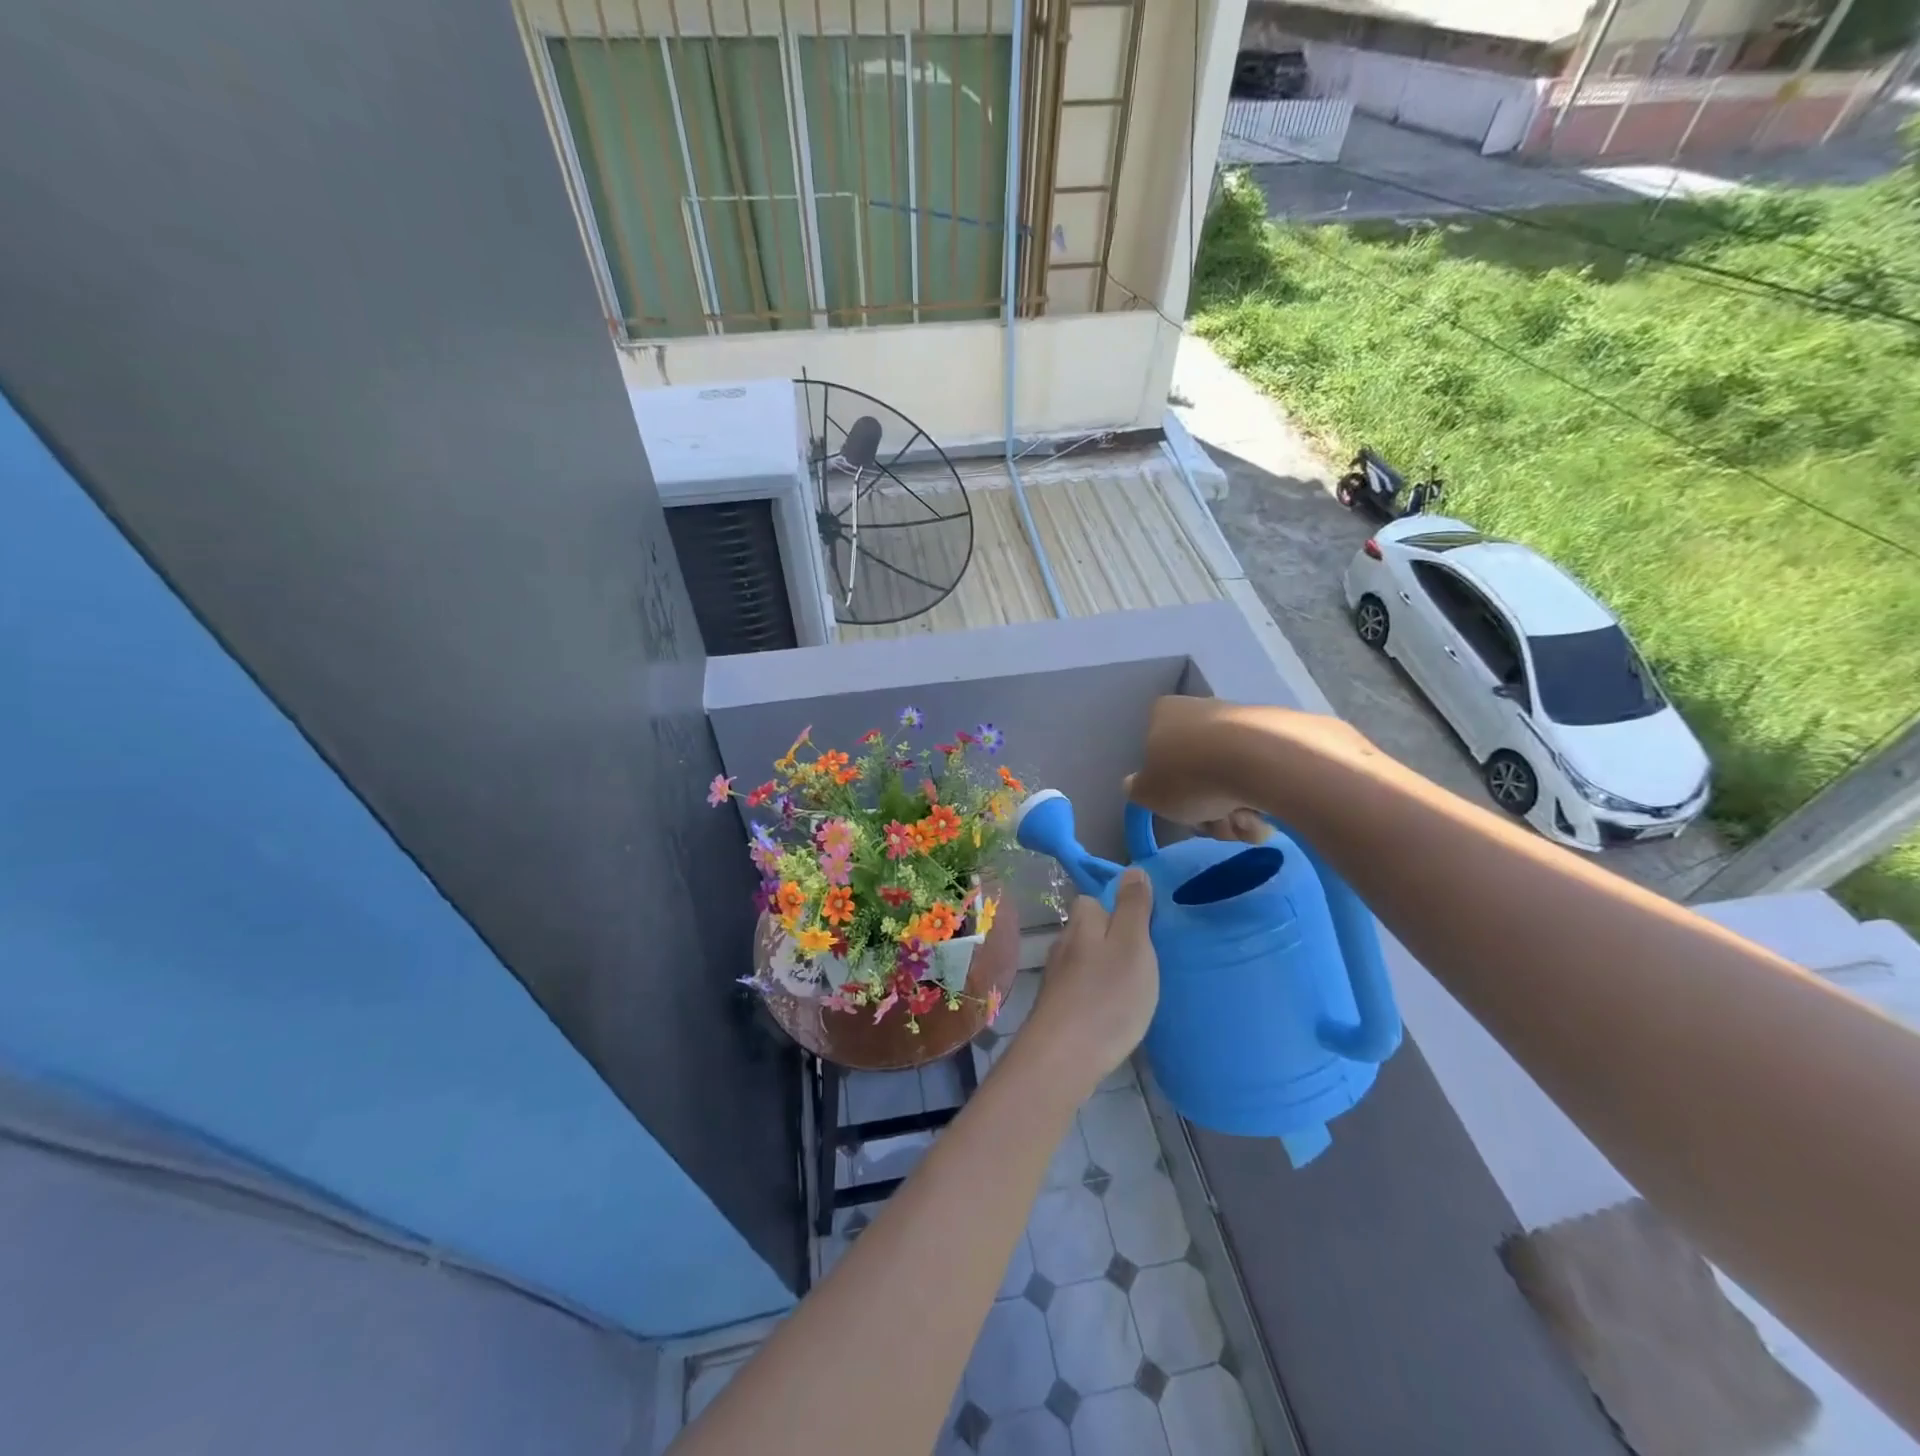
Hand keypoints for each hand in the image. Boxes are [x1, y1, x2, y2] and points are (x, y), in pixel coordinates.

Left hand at [1026, 869, 1158, 1087]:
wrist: (1064, 1057)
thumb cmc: (1107, 995)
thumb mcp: (1132, 944)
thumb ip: (1133, 907)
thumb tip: (1131, 870)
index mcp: (1082, 922)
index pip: (1095, 899)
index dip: (1119, 908)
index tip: (1145, 928)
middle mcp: (1063, 943)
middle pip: (1090, 930)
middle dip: (1114, 940)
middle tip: (1146, 962)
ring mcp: (1056, 977)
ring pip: (1085, 960)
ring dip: (1106, 968)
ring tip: (1134, 988)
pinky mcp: (1056, 1007)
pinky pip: (1082, 988)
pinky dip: (1097, 993)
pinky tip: (1113, 1012)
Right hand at [1125, 696, 1374, 840]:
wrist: (1261, 760)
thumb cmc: (1190, 775)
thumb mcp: (1148, 793)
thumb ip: (1137, 790)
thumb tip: (1135, 784)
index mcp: (1164, 714)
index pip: (1156, 752)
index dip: (1168, 788)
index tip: (1180, 808)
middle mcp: (1202, 709)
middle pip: (1197, 772)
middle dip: (1207, 809)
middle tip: (1214, 825)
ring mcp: (1242, 721)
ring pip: (1231, 779)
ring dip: (1234, 812)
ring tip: (1246, 823)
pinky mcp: (1280, 735)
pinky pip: (1263, 776)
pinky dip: (1262, 801)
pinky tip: (1268, 815)